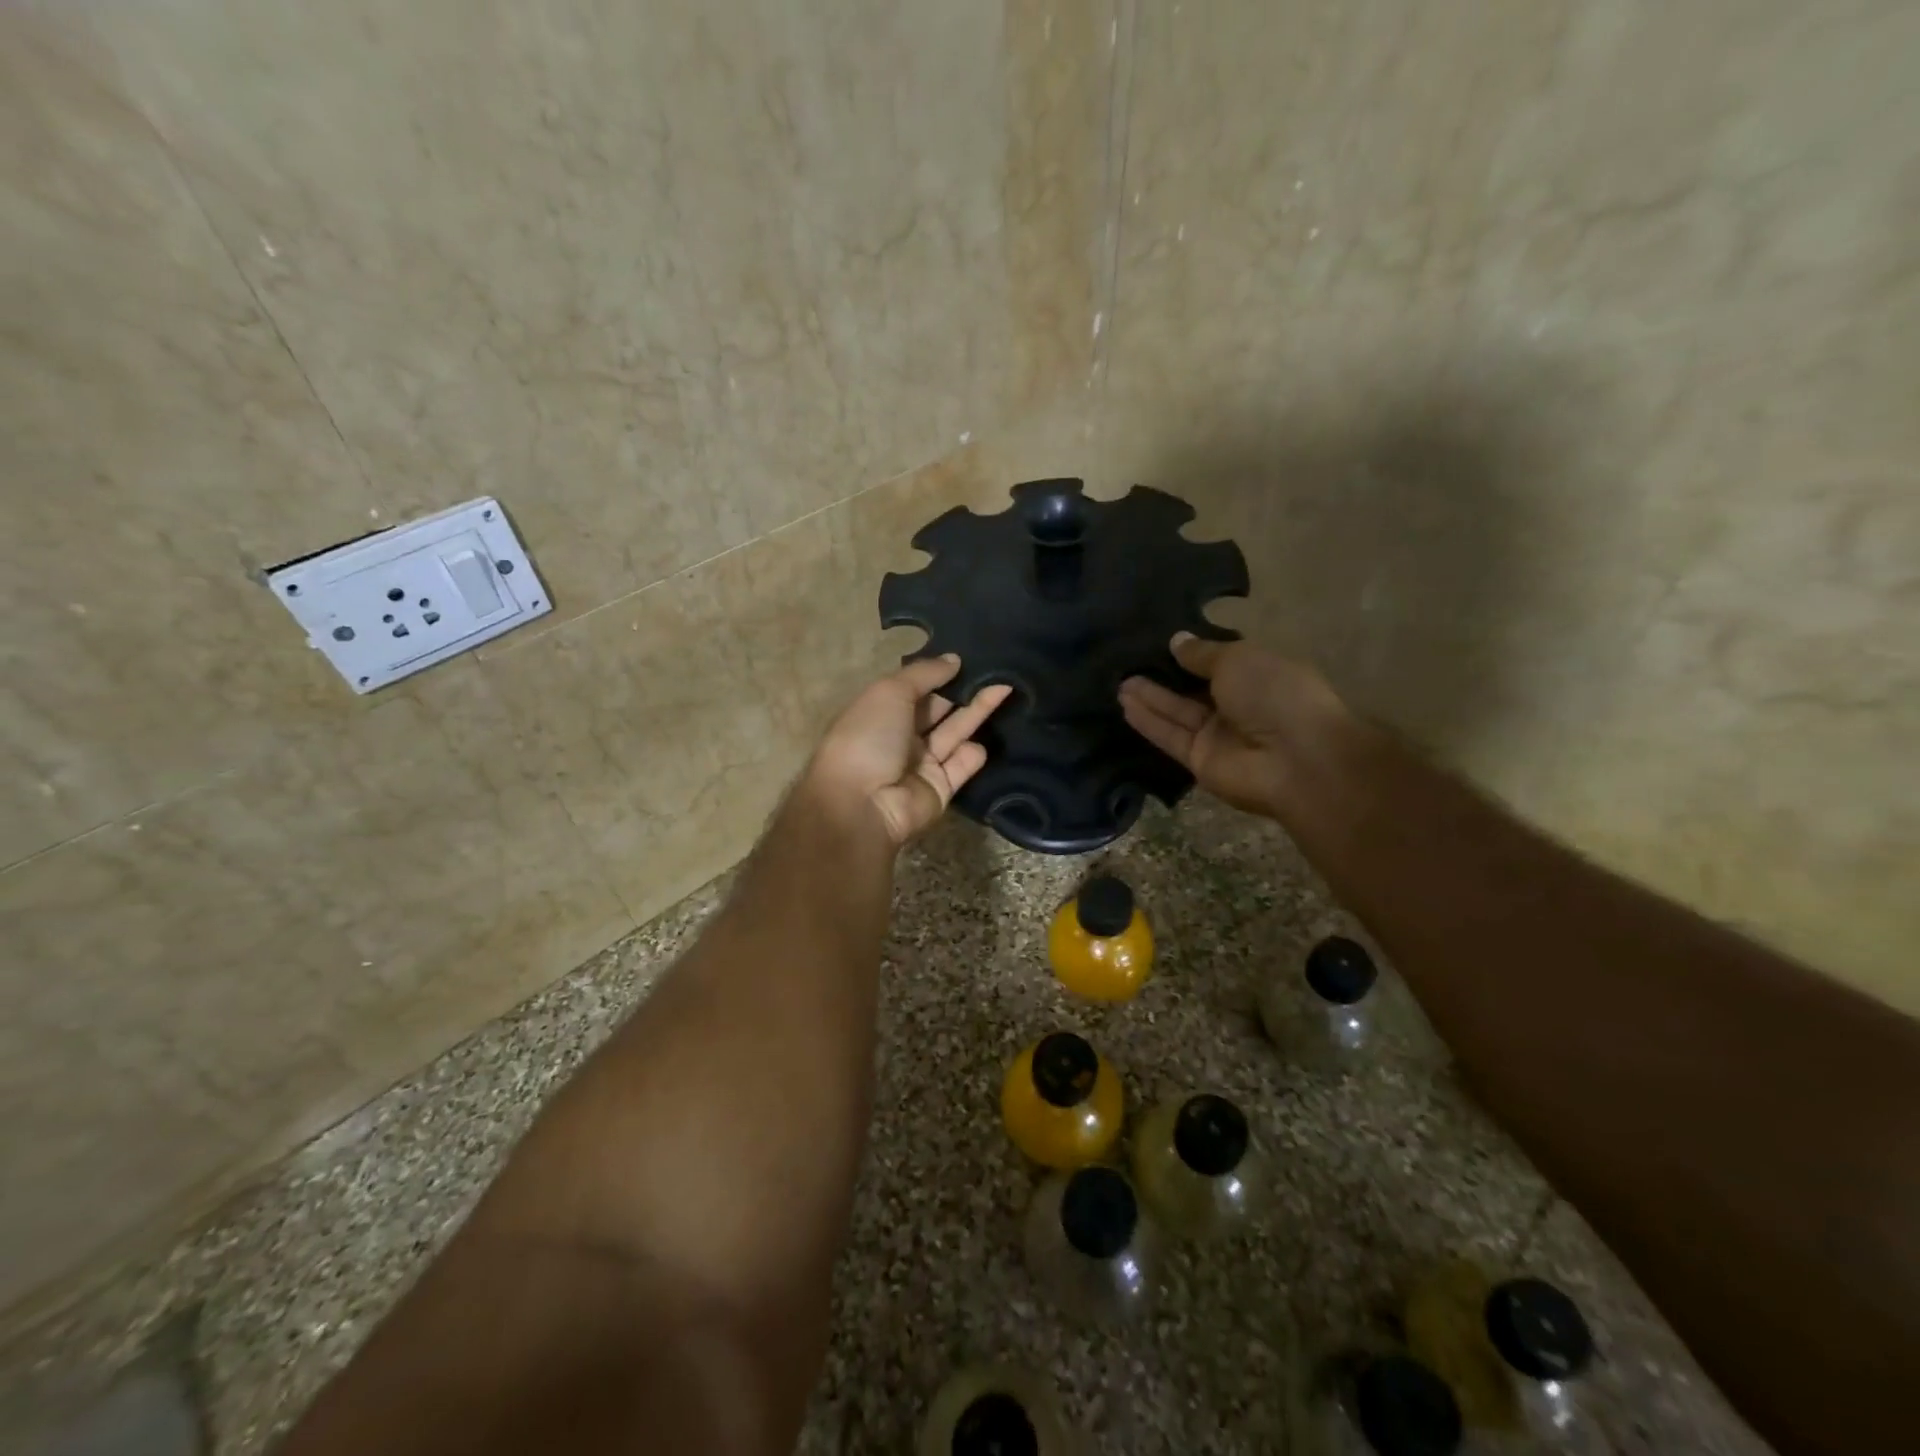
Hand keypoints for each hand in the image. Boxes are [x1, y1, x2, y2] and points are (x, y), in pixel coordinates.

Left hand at [806, 656, 1013, 846]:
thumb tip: (954, 659)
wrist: (862, 803)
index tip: (971, 655)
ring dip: (978, 712)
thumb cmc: (869, 737)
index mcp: (882, 711)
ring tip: (1006, 686)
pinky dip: (972, 754)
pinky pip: (961, 766)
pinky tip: (985, 735)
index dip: (940, 673)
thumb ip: (924, 674)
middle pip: (939, 709)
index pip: (916, 688)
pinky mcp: (940, 789)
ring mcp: (921, 764)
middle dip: (964, 690)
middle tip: (998, 668)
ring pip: (955, 733)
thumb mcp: (890, 691)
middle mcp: (901, 736)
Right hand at [1118, 633, 1352, 817]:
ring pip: (1177, 713)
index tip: (1160, 643)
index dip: (1192, 654)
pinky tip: (1125, 704)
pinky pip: (1170, 736)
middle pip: (1193, 689)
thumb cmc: (1275, 694)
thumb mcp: (1238, 659)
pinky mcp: (1199, 761)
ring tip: (1118, 682)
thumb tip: (1176, 640)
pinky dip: (1149, 721)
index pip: (1220, 663)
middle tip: (1129, 663)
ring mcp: (1218, 736)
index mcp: (1259, 675)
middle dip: (1164, 677)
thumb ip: (1202, 653)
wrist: (1295, 760)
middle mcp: (1238, 706)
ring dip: (1150, 698)